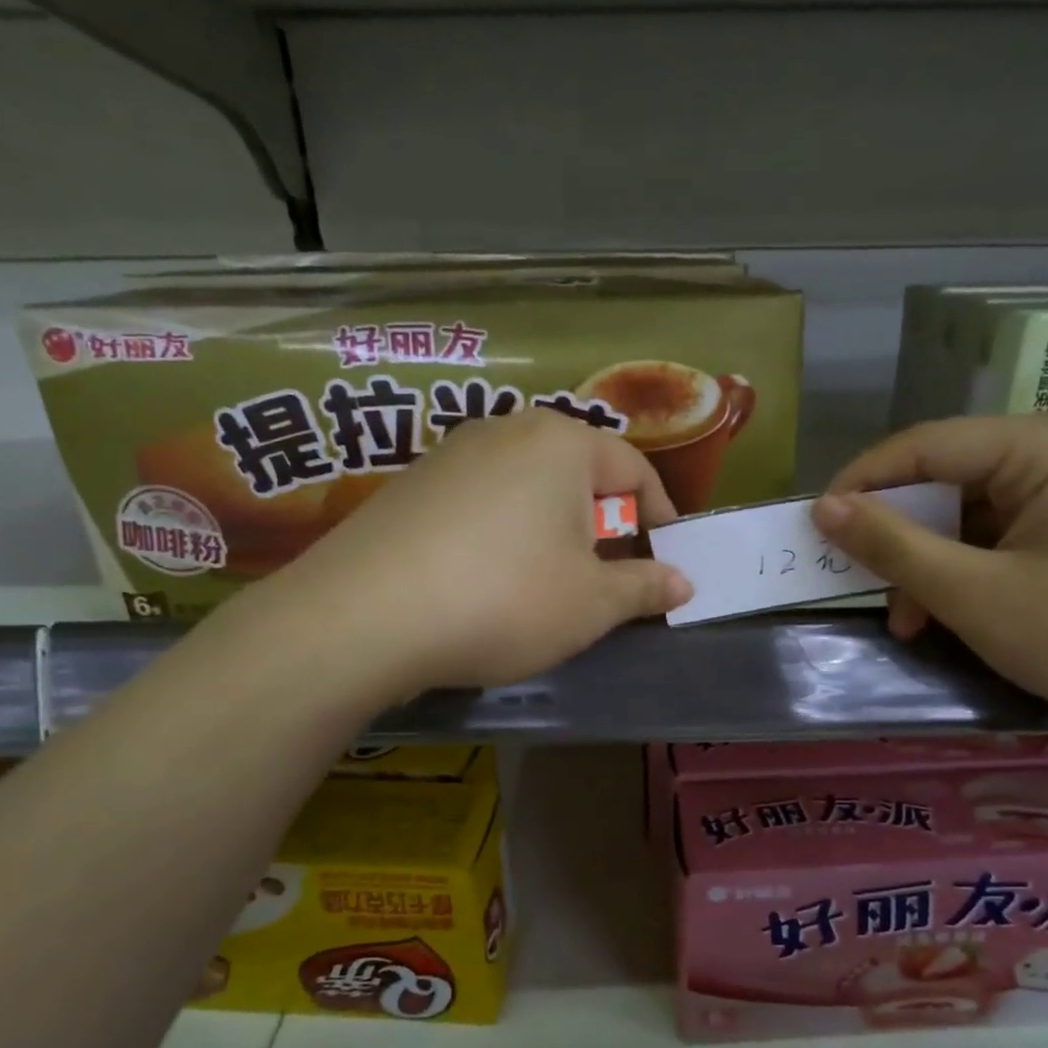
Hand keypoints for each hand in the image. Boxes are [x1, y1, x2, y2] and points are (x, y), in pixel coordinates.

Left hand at [242, 410, 691, 698]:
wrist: (364, 617)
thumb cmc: (505, 599)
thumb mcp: (592, 603)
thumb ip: (644, 588)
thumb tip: (682, 581)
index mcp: (562, 443)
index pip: (633, 468)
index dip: (659, 516)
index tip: (666, 558)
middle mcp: (505, 431)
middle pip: (576, 474)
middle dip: (601, 525)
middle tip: (606, 577)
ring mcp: (449, 454)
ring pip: (525, 489)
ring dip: (550, 531)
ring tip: (545, 584)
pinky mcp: (408, 487)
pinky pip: (479, 504)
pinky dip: (501, 535)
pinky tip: (484, 581)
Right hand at [814, 415, 1047, 803]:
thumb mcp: (972, 593)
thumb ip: (892, 545)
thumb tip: (822, 508)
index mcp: (1044, 445)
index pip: (925, 445)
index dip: (862, 482)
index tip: (815, 525)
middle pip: (944, 479)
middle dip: (899, 537)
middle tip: (863, 582)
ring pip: (962, 512)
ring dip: (925, 564)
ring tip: (909, 620)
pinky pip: (990, 533)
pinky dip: (958, 571)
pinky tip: (943, 614)